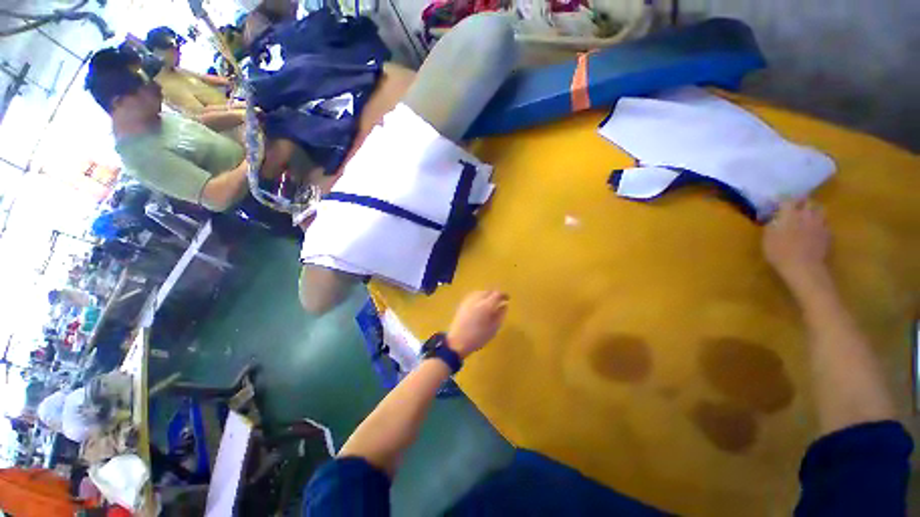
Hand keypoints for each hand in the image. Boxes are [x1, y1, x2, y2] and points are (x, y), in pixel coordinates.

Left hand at [447, 290, 508, 358]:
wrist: (457, 341)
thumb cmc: (478, 337)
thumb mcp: (494, 328)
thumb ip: (500, 315)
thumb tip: (505, 305)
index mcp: (486, 305)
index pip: (497, 294)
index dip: (503, 295)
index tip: (508, 298)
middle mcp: (477, 299)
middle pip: (488, 291)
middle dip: (495, 294)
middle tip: (499, 301)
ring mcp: (468, 300)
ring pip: (480, 292)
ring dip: (487, 295)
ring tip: (490, 302)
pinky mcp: (462, 303)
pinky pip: (473, 295)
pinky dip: (479, 297)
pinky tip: (480, 304)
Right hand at [763, 199, 830, 289]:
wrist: (803, 268)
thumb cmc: (780, 253)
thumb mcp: (767, 239)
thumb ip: (771, 225)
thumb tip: (773, 218)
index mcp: (789, 214)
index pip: (787, 200)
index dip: (782, 199)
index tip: (777, 201)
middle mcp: (806, 215)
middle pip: (808, 201)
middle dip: (801, 202)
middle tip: (795, 207)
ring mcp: (820, 224)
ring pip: (820, 210)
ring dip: (813, 210)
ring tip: (808, 216)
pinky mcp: (828, 234)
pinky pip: (825, 223)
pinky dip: (820, 224)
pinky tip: (815, 230)